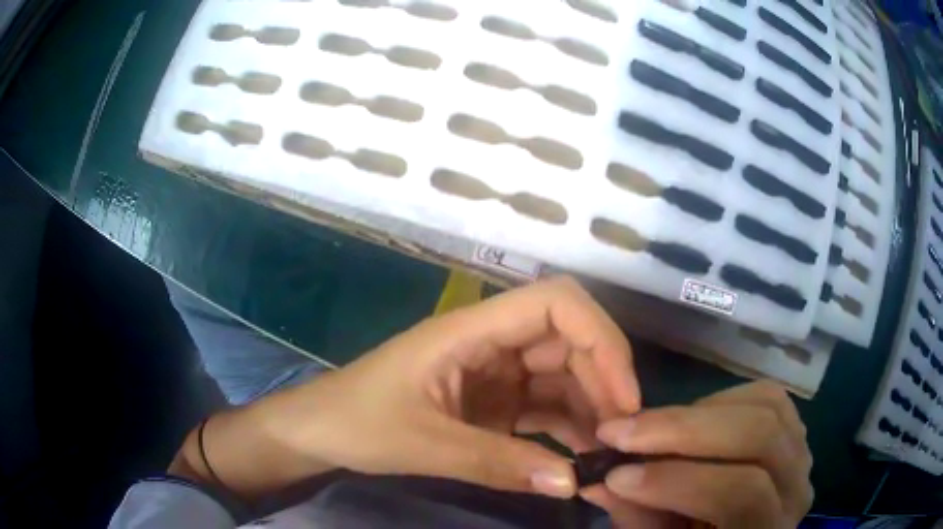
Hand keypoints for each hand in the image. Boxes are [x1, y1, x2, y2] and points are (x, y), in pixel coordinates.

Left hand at [257, 277, 639, 497]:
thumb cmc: (356, 422)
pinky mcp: (493, 403)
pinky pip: (545, 407)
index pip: (555, 304)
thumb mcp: (422, 444)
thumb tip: (572, 483)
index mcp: (470, 330)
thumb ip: (496, 464)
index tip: (623, 394)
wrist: (319, 432)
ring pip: (564, 376)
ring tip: (609, 451)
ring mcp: (494, 374)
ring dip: (591, 408)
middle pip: (570, 341)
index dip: (600, 337)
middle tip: (623, 435)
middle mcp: (490, 343)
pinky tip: (581, 457)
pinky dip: (569, 428)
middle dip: (605, 382)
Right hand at [581, 382, 813, 527]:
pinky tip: (692, 418)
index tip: (616, 474)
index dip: (678, 482)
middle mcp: (797, 489)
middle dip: (685, 430)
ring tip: (653, 428)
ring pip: (767, 406)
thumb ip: (637, 518)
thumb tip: (597, 479)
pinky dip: (724, 399)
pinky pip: (769, 397)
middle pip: (761, 436)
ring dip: (701, 412)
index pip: (741, 494)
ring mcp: (802, 454)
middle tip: (623, 432)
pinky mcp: (794, 431)